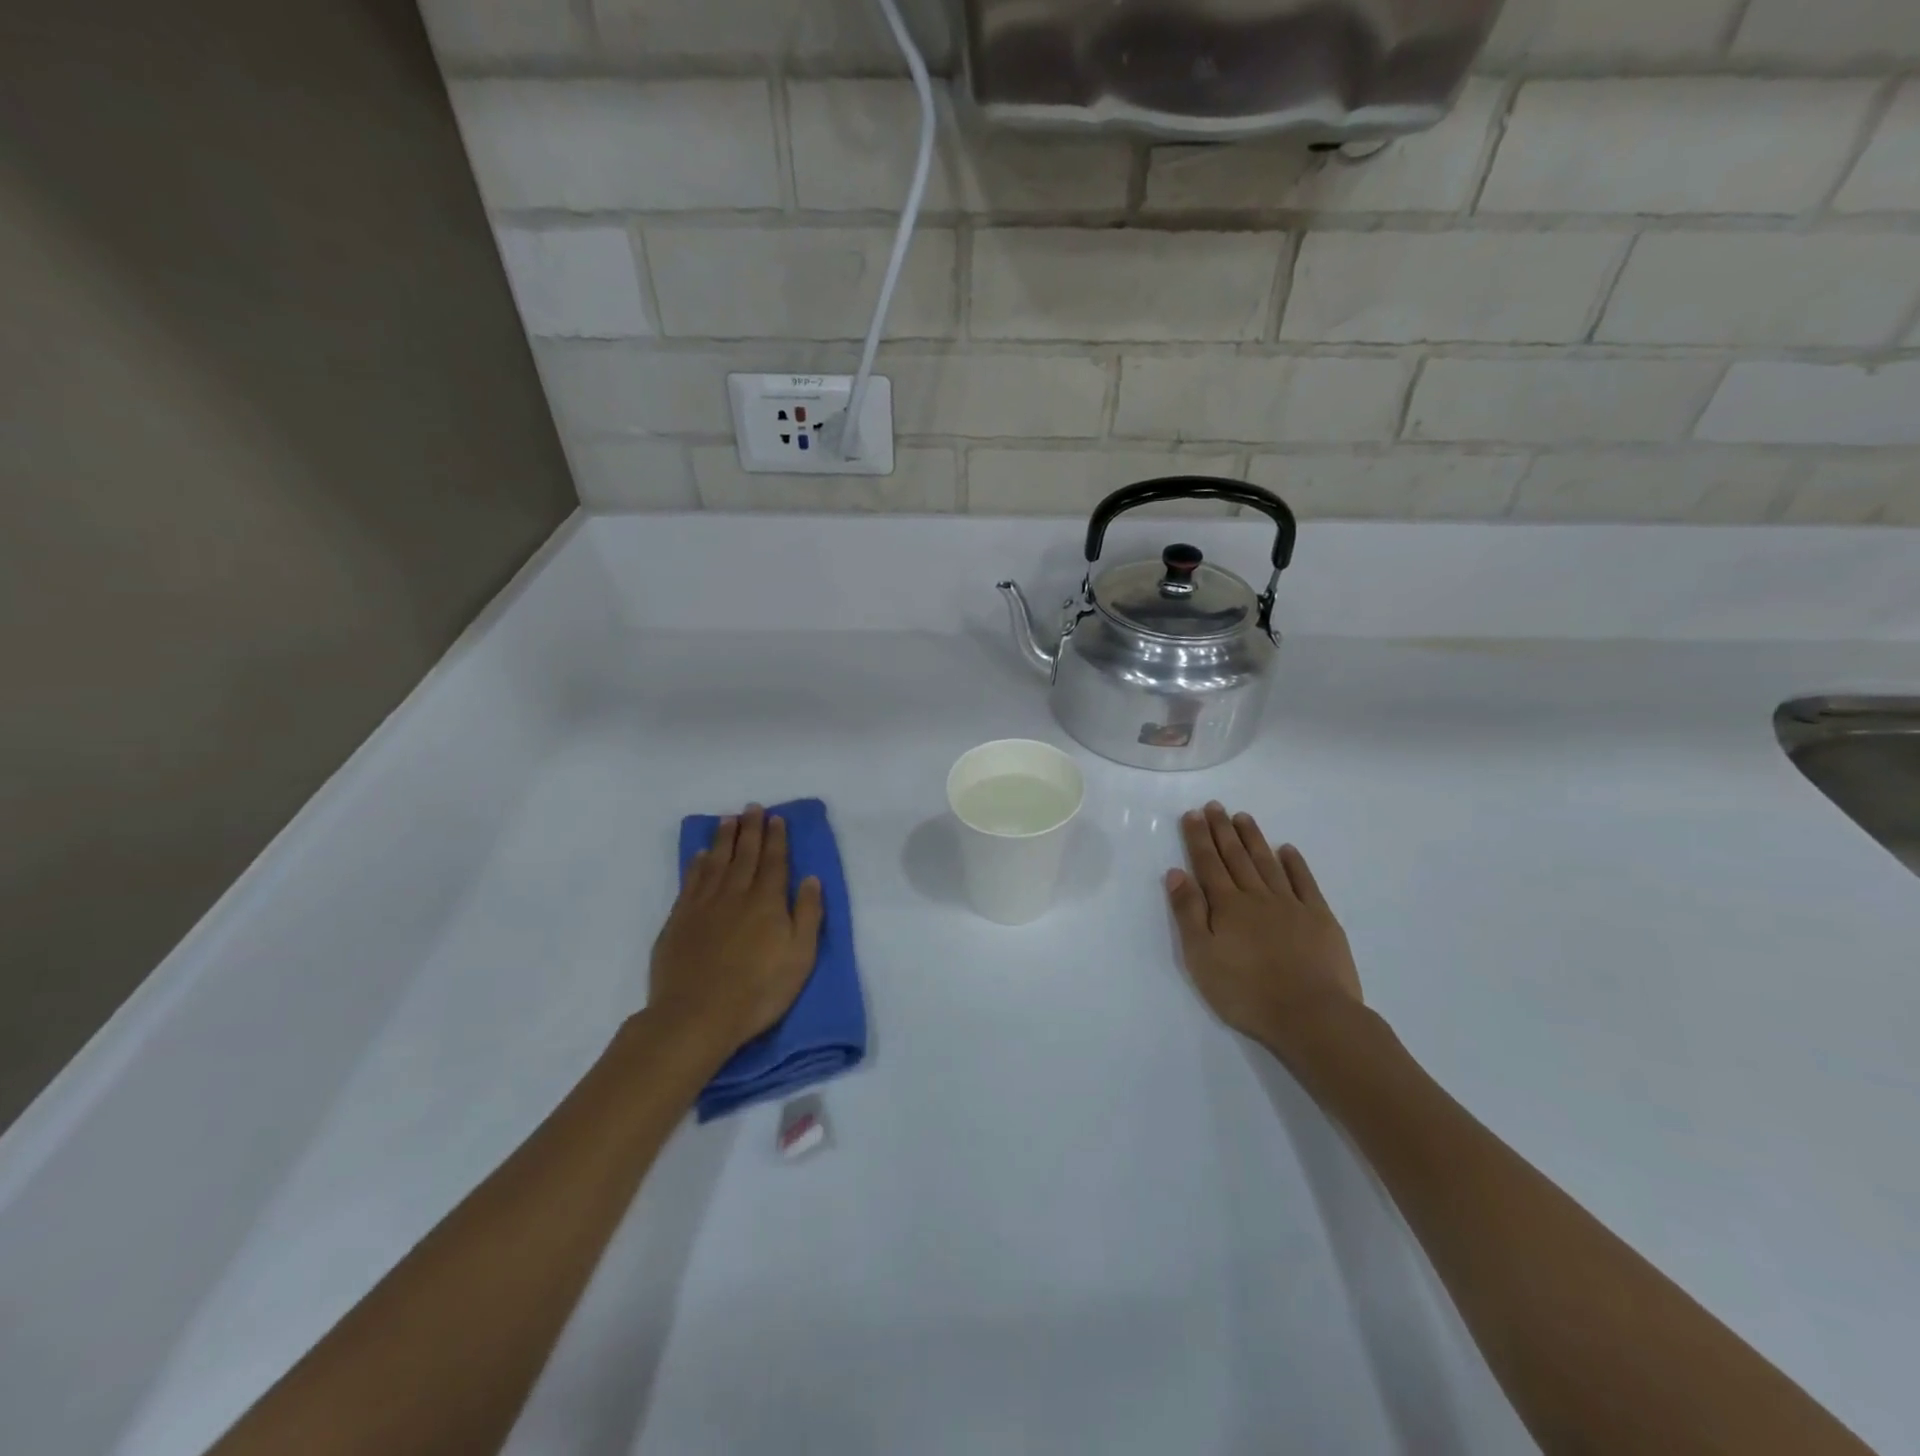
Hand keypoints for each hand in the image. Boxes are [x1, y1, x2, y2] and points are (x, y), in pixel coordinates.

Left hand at [650, 805, 824, 1056]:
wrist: (696, 1015)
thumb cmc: (758, 991)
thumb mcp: (800, 957)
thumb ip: (808, 915)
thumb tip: (811, 880)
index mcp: (767, 901)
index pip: (774, 861)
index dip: (776, 838)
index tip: (776, 818)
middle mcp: (736, 894)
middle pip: (745, 854)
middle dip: (751, 829)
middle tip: (752, 808)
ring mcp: (704, 905)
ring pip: (716, 862)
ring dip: (724, 839)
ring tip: (728, 820)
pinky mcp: (679, 920)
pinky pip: (691, 881)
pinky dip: (697, 864)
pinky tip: (701, 854)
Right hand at [1166, 802, 1362, 1048]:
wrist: (1313, 1015)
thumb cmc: (1247, 992)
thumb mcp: (1202, 957)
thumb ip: (1188, 913)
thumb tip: (1176, 873)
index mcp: (1227, 907)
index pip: (1208, 864)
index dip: (1199, 838)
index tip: (1193, 814)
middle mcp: (1257, 897)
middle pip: (1236, 857)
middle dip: (1223, 830)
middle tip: (1215, 806)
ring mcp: (1291, 905)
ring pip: (1267, 863)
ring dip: (1253, 839)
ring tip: (1243, 817)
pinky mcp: (1320, 919)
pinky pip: (1305, 882)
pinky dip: (1295, 864)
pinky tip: (1287, 850)